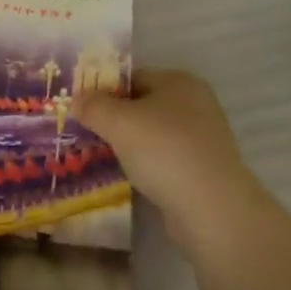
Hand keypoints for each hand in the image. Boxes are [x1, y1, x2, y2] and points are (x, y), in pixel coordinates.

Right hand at [74, 69, 260, 246]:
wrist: (213, 212)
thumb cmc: (164, 151)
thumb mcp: (118, 122)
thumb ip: (93, 106)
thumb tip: (77, 98)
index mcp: (179, 81)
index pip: (132, 78)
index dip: (104, 91)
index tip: (83, 110)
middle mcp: (195, 104)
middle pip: (143, 106)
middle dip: (116, 120)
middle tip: (88, 134)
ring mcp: (203, 140)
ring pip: (154, 135)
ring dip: (131, 146)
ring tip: (103, 158)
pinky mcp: (205, 172)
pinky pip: (166, 161)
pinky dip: (148, 168)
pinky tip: (130, 179)